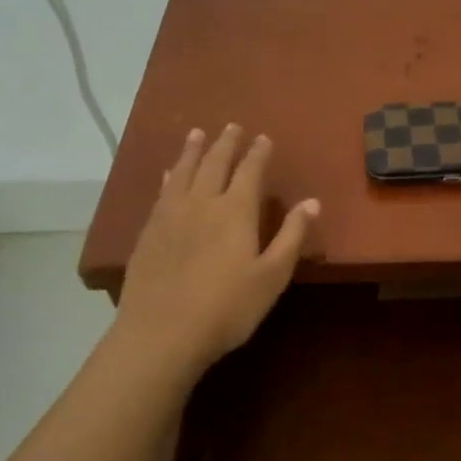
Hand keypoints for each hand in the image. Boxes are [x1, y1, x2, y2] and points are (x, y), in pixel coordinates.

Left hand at [113, 124, 318, 376]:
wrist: (161, 334)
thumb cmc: (227, 308)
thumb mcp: (272, 276)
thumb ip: (291, 236)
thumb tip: (312, 201)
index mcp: (235, 211)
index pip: (249, 171)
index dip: (258, 153)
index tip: (263, 137)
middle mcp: (202, 204)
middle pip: (214, 164)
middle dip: (225, 144)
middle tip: (232, 126)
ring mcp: (170, 216)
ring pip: (183, 172)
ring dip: (192, 151)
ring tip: (197, 133)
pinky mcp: (148, 233)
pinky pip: (161, 193)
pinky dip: (168, 177)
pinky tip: (168, 174)